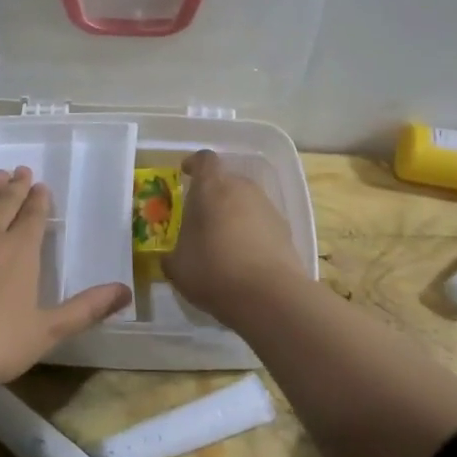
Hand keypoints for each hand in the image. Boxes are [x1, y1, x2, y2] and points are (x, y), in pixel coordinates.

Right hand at [164, 149, 308, 324]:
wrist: (269, 296)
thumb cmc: (213, 271)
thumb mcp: (178, 267)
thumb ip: (172, 255)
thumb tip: (170, 257)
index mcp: (211, 188)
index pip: (204, 160)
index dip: (194, 164)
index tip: (186, 173)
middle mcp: (242, 189)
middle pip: (227, 181)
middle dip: (213, 195)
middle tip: (201, 218)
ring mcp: (267, 208)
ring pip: (246, 202)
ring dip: (234, 215)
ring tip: (223, 243)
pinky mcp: (286, 230)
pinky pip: (262, 223)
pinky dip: (252, 233)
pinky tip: (244, 259)